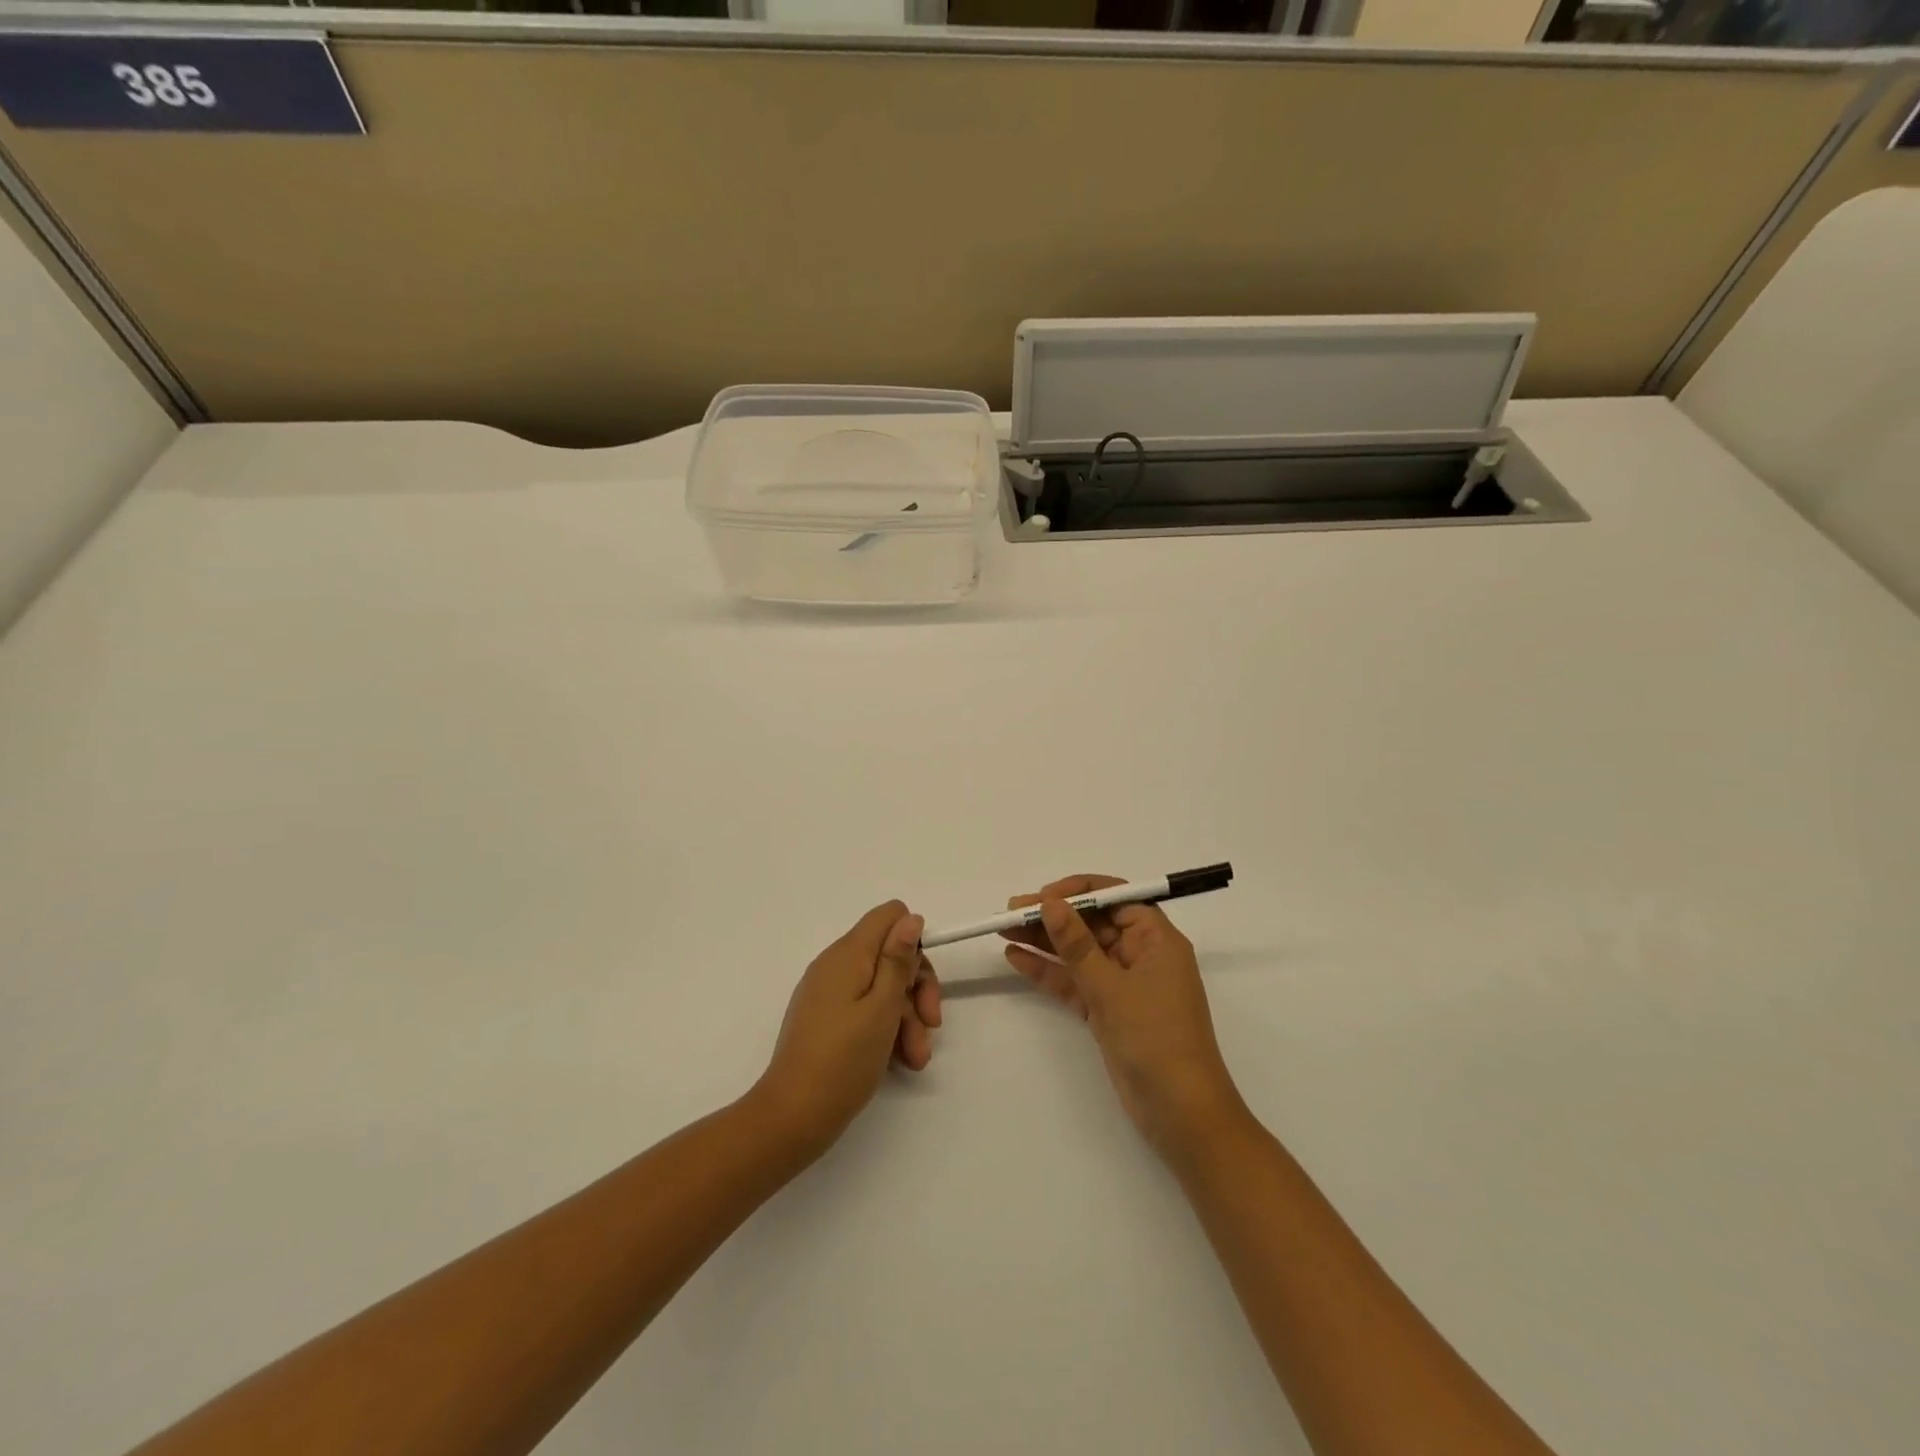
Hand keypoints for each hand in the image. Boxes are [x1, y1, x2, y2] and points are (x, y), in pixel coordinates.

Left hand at [752, 901, 942, 1158]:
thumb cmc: (844, 1060)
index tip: (920, 981)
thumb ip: (898, 959)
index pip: (889, 916)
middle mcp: (835, 964)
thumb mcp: (882, 1008)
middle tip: (932, 1025)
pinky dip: (885, 1028)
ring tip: (916, 1059)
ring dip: (906, 1017)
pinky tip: (899, 1060)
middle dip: (916, 988)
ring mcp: (828, 992)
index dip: (913, 942)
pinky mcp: (825, 1018)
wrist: (792, 1117)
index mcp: (848, 954)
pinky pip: (864, 1008)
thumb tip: (910, 917)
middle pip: (889, 954)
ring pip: (881, 986)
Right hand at [1002, 874, 1245, 1160]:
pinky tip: (1017, 959)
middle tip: (1011, 912)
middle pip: (1092, 924)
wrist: (1181, 1114)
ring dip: (1045, 942)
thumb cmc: (1155, 1039)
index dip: (1078, 893)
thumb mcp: (1111, 988)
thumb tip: (1050, 903)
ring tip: (1004, 931)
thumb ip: (1077, 944)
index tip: (1043, 896)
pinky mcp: (1108, 1011)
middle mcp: (1141, 955)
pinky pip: (1075, 982)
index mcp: (1156, 939)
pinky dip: (1049, 972)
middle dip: (1053, 916)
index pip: (1116, 898)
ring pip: (1079, 953)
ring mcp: (1123, 985)